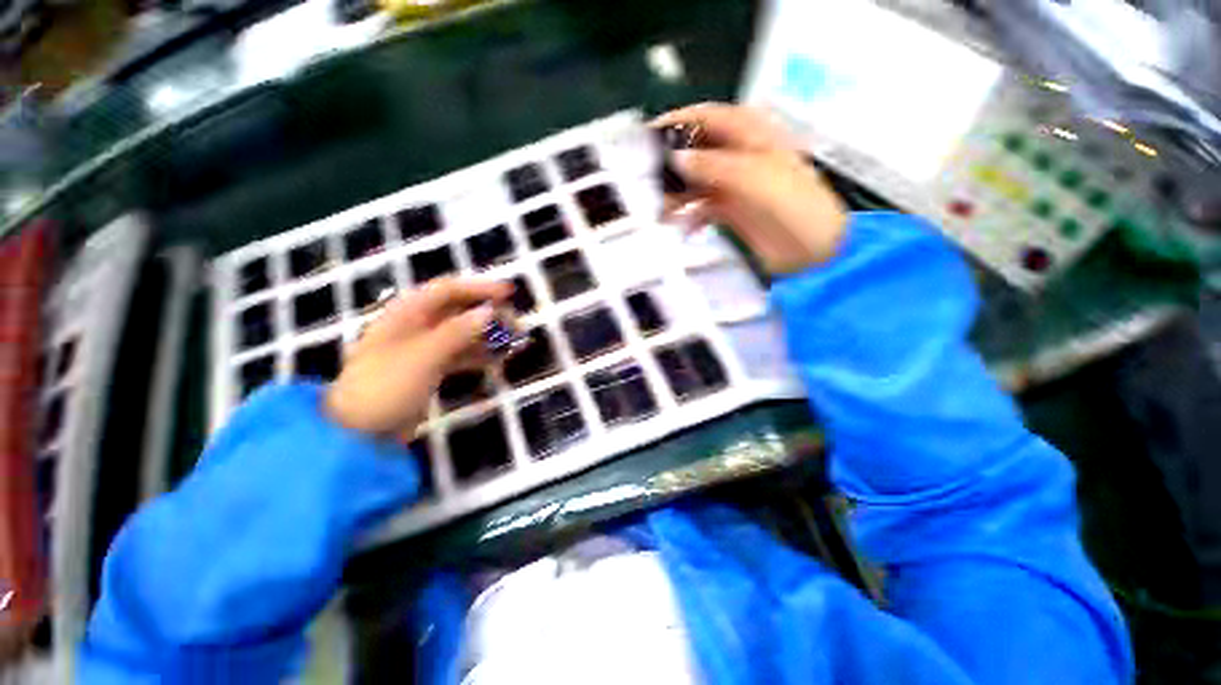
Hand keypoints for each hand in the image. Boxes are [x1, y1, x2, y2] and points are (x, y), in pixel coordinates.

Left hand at [325, 278, 511, 437]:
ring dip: (487, 336)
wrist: (357, 433)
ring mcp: (424, 348)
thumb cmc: (385, 386)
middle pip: (459, 311)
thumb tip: (490, 312)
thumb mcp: (424, 355)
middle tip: (515, 325)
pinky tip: (496, 360)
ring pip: (463, 333)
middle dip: (488, 315)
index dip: (479, 288)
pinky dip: (478, 355)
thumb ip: (459, 331)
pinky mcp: (430, 368)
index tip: (509, 293)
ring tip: (512, 343)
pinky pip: (460, 354)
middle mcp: (416, 325)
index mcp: (407, 313)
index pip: (448, 290)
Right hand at [655, 103, 848, 273]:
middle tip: (645, 181)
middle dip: (670, 164)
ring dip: (675, 193)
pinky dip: (687, 215)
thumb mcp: (756, 177)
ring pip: (694, 181)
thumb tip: (675, 158)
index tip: (646, 137)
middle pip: (695, 150)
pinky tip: (681, 226)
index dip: (676, 122)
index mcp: (750, 134)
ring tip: (658, 209)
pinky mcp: (728, 211)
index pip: (706, 117)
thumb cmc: (794, 206)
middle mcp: (738, 155)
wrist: (814, 250)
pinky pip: (699, 208)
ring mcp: (732, 184)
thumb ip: (715, 165)